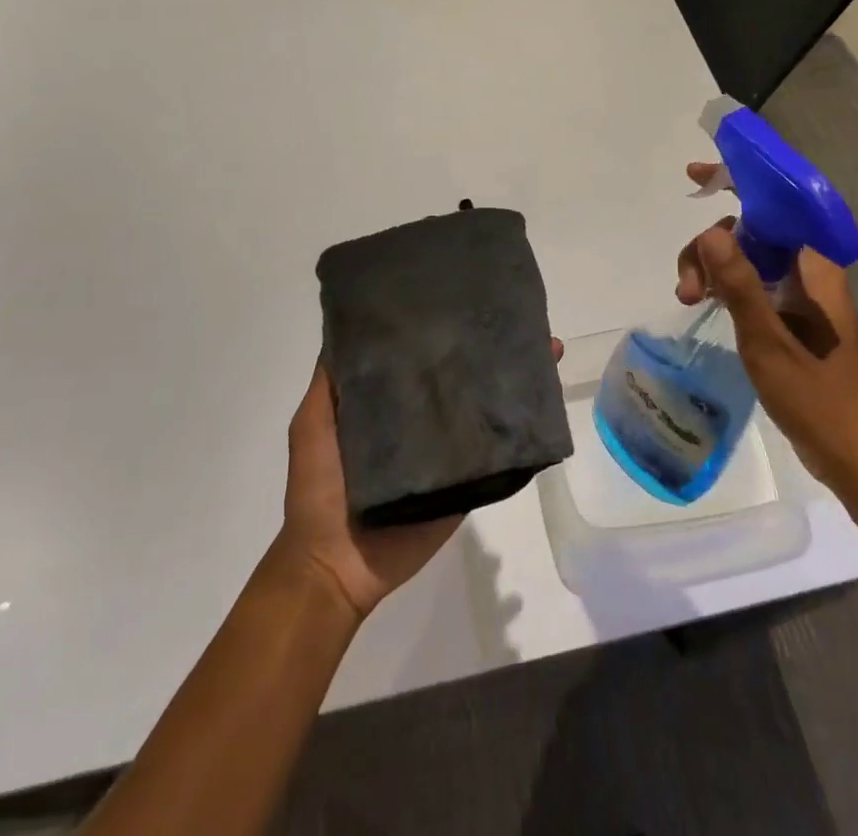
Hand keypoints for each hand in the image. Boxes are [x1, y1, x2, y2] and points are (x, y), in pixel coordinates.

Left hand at [275, 341, 563, 622]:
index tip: (461, 292)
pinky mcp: (466, 483)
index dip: (439, 328)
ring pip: (483, 409)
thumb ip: (330, 381)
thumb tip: (350, 322)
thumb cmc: (319, 487)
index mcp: (389, 402)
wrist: (335, 565)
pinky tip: (543, 402)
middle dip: (484, 349)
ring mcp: (447, 452)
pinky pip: (497, 454)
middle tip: (512, 313)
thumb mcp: (314, 421)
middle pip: (457, 378)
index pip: (420, 356)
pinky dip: (521, 431)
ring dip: (511, 382)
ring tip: (543, 346)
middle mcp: (422, 420)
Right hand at [677, 163, 857, 498]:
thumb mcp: (768, 339)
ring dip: (714, 269)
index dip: (737, 181)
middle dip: (711, 247)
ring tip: (688, 300)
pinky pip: (754, 283)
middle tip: (686, 288)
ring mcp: (802, 295)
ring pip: (748, 259)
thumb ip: (740, 283)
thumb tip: (712, 230)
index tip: (697, 176)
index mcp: (814, 266)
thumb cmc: (818, 396)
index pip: (775, 204)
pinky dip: (727, 286)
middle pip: (752, 231)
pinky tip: (705, 302)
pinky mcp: (794, 318)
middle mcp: (810, 271)